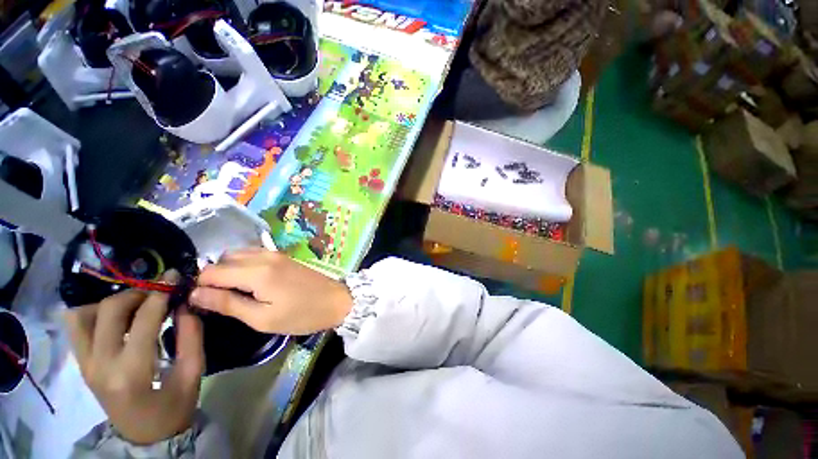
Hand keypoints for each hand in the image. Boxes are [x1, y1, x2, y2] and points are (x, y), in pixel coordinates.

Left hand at [64, 274, 203, 444]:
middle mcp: (100, 365)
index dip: (160, 293)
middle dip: (137, 293)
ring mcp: (85, 365)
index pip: (143, 319)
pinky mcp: (81, 364)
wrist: (144, 436)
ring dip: (112, 303)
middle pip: (109, 310)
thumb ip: (192, 337)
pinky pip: (77, 327)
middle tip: (159, 292)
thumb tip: (185, 304)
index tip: (174, 277)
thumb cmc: (174, 408)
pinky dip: (95, 313)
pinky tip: (117, 319)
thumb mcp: (193, 373)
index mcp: (131, 372)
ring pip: (83, 315)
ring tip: (136, 306)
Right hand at [190, 248, 352, 334]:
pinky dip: (244, 265)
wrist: (337, 300)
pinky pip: (254, 255)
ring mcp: (276, 253)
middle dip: (213, 278)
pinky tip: (250, 282)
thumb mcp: (263, 318)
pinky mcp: (284, 256)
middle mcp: (264, 256)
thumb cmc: (302, 314)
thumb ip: (228, 304)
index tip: (200, 303)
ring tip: (234, 293)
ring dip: (229, 270)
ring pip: (238, 254)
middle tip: (219, 300)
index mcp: (257, 272)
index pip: (211, 272)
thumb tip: (195, 294)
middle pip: (223, 260)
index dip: (200, 287)